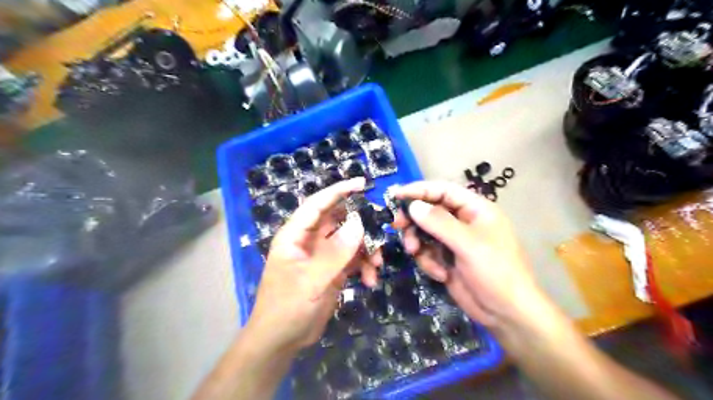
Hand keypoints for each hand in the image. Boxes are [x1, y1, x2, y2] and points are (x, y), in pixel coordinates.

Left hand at [245, 179, 369, 353]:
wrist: (282, 340)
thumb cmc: (287, 307)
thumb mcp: (312, 280)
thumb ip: (336, 252)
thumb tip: (359, 223)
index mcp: (296, 235)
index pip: (318, 204)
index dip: (339, 191)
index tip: (363, 184)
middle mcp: (310, 240)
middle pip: (339, 221)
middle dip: (362, 224)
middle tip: (383, 226)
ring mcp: (323, 255)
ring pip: (351, 240)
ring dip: (367, 249)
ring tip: (377, 264)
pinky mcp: (333, 270)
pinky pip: (354, 259)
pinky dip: (364, 266)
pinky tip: (370, 280)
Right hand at [393, 182, 544, 327]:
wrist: (506, 313)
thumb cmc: (495, 272)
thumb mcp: (468, 244)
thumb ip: (439, 223)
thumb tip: (413, 205)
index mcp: (475, 209)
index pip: (443, 190)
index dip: (419, 190)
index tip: (396, 195)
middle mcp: (463, 221)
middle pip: (430, 211)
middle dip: (414, 220)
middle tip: (397, 226)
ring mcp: (454, 242)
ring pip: (425, 232)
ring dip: (418, 243)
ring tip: (415, 253)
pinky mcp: (447, 259)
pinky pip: (428, 252)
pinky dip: (428, 262)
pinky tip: (441, 274)